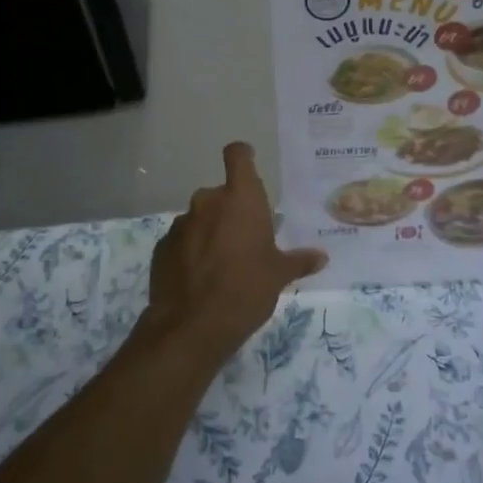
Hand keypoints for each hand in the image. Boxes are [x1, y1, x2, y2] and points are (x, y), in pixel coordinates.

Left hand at [142, 143, 326, 366]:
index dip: (243, 156)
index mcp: (240, 199)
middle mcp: (208, 201)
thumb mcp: (279, 276)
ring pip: (201, 218)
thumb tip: (321, 257)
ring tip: (222, 265)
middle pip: (222, 194)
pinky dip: (191, 251)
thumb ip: (299, 261)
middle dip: (232, 211)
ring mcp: (181, 223)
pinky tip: (200, 279)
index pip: (238, 156)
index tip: (249, 163)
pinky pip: (183, 240)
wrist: (191, 326)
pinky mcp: (162, 246)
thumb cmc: (245, 290)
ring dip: (211, 232)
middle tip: (246, 241)